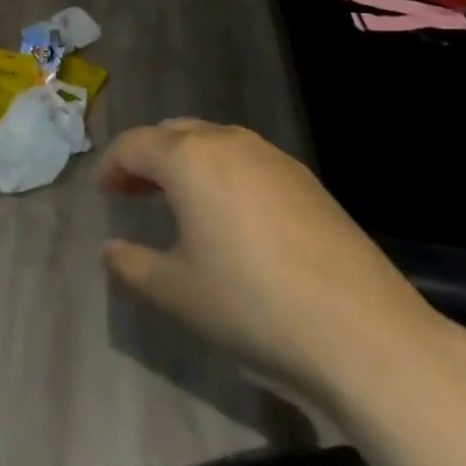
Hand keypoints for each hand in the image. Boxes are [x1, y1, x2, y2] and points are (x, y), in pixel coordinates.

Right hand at [98, 119, 452, 409]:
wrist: (362, 332)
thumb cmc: (251, 305)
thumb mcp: (176, 293)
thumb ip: (131, 266)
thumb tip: (109, 250)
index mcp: (189, 159)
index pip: (134, 145)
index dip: (112, 165)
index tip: (103, 192)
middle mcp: (229, 143)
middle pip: (174, 134)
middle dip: (147, 158)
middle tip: (133, 192)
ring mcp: (273, 158)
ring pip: (214, 142)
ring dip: (187, 162)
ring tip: (179, 201)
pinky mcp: (306, 180)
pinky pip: (248, 160)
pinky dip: (223, 173)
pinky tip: (232, 216)